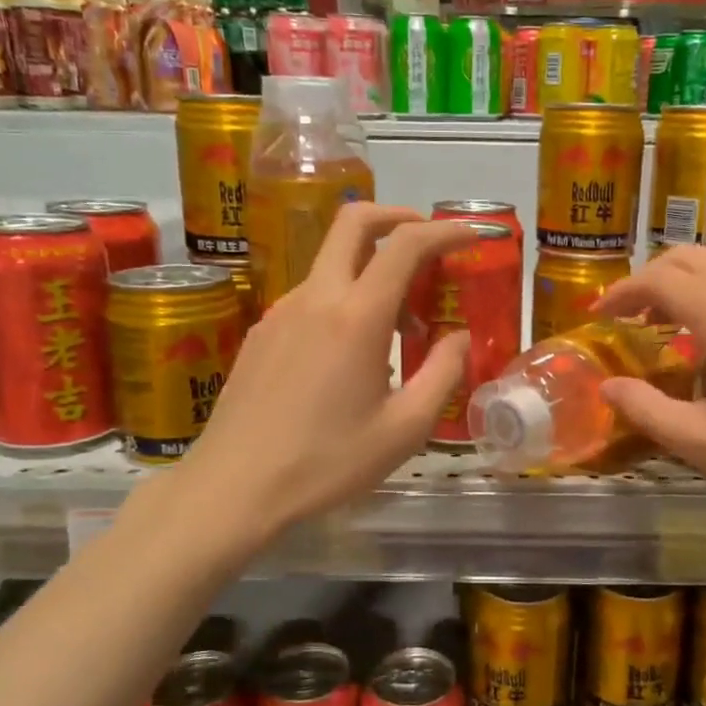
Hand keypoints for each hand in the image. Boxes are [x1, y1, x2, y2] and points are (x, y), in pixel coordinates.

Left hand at [155, 204, 472, 536]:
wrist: (233, 488)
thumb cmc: (327, 463)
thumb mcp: (405, 429)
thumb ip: (442, 374)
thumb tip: (458, 337)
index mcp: (356, 317)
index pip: (405, 244)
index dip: (445, 230)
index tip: (472, 235)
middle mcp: (315, 298)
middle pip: (353, 222)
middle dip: (397, 217)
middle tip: (428, 241)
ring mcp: (280, 312)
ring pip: (331, 263)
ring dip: (371, 269)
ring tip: (399, 325)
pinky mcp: (261, 333)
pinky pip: (310, 297)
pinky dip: (343, 300)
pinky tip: (351, 353)